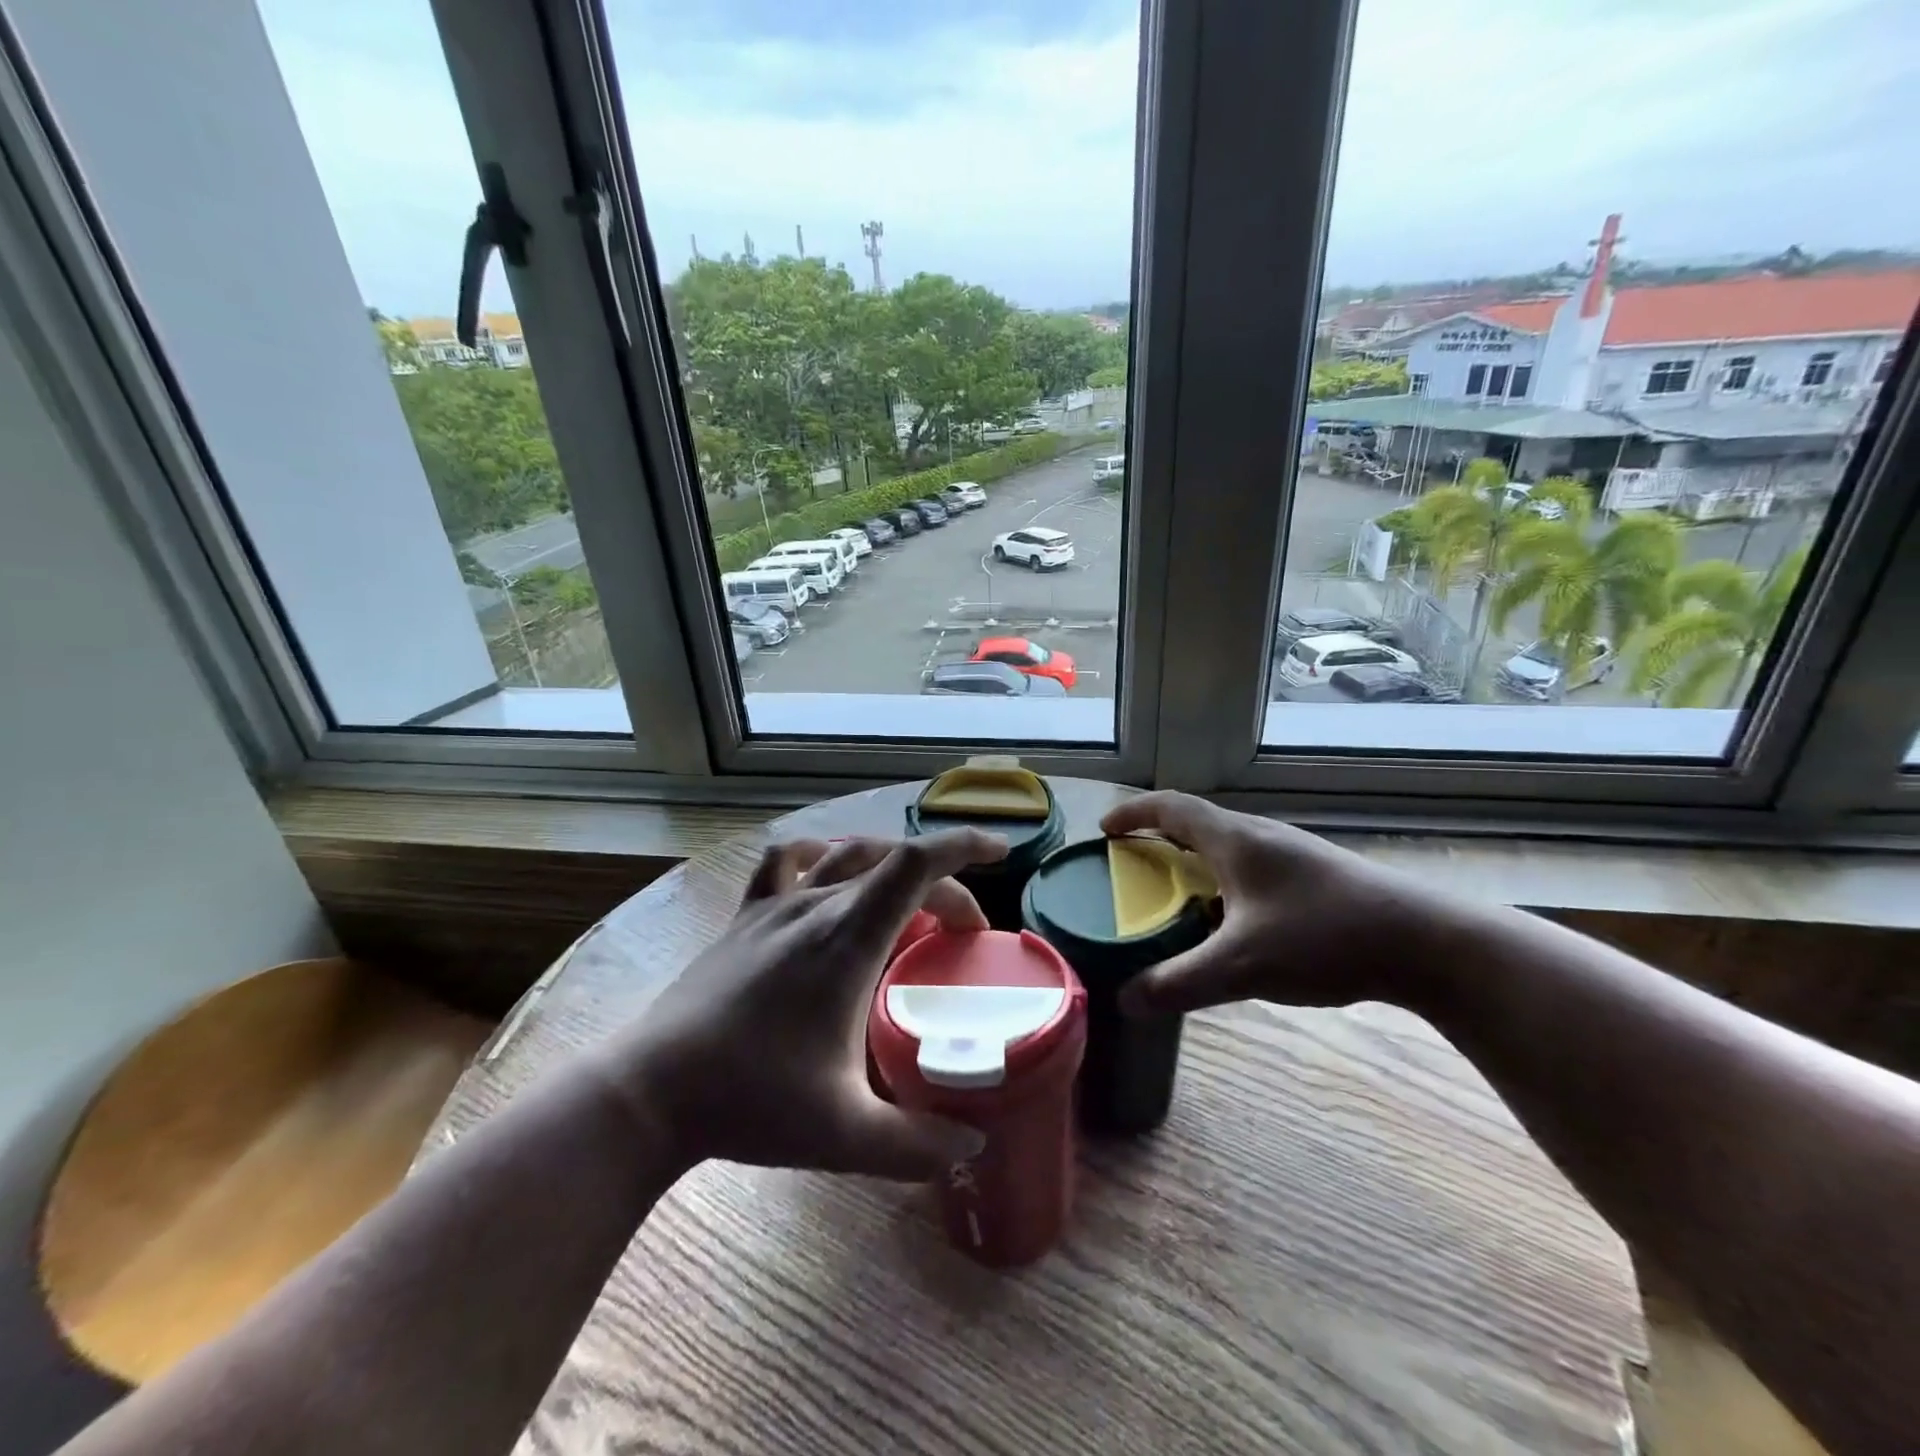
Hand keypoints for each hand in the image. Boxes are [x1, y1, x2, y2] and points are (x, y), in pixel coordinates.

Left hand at [605, 831, 1007, 1180]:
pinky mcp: (744, 918)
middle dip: (942, 887)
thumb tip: (972, 1144)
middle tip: (963, 934)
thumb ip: (916, 1143)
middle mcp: (814, 906)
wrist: (651, 1092)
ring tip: (909, 899)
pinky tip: (825, 875)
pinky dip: (818, 856)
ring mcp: (773, 906)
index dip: (962, 845)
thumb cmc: (751, 1102)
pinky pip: (785, 863)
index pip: (916, 863)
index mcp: (847, 938)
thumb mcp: (844, 1134)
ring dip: (889, 865)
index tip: (1000, 851)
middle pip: (892, 863)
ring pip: (845, 855)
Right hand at [1100, 792, 1434, 1013]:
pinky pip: (1249, 866)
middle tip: (1130, 867)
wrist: (1427, 943)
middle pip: (1196, 822)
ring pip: (1226, 846)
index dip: (1132, 813)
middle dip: (1156, 838)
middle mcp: (1260, 836)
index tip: (1104, 830)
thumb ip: (1180, 983)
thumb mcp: (1242, 965)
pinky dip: (1221, 880)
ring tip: (1172, 894)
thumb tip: (1126, 1001)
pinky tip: (1229, 920)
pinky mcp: (1314, 877)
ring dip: (1191, 860)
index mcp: (1235, 839)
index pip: (1170, 807)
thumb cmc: (1325, 937)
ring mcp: (1291, 855)